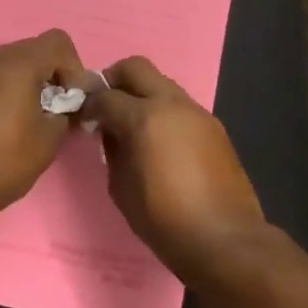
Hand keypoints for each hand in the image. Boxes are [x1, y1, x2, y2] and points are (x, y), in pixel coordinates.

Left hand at [0, 30, 87, 221]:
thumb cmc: (2, 161)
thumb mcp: (48, 140)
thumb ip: (63, 112)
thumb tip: (62, 106)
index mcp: (16, 63)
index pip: (57, 42)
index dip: (74, 68)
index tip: (71, 101)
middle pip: (32, 51)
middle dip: (50, 76)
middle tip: (54, 113)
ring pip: (8, 65)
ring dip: (26, 85)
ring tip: (28, 122)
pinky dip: (3, 93)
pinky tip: (2, 127)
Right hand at [85, 57, 266, 275]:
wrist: (223, 239)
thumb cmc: (163, 218)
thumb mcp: (120, 187)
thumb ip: (112, 150)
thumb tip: (112, 133)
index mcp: (144, 117)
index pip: (105, 95)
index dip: (88, 104)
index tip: (83, 117)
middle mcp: (172, 104)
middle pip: (136, 68)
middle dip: (114, 80)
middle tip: (105, 105)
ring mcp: (198, 113)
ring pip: (162, 84)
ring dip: (143, 95)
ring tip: (134, 126)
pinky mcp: (215, 127)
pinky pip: (181, 107)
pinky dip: (164, 112)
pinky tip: (161, 142)